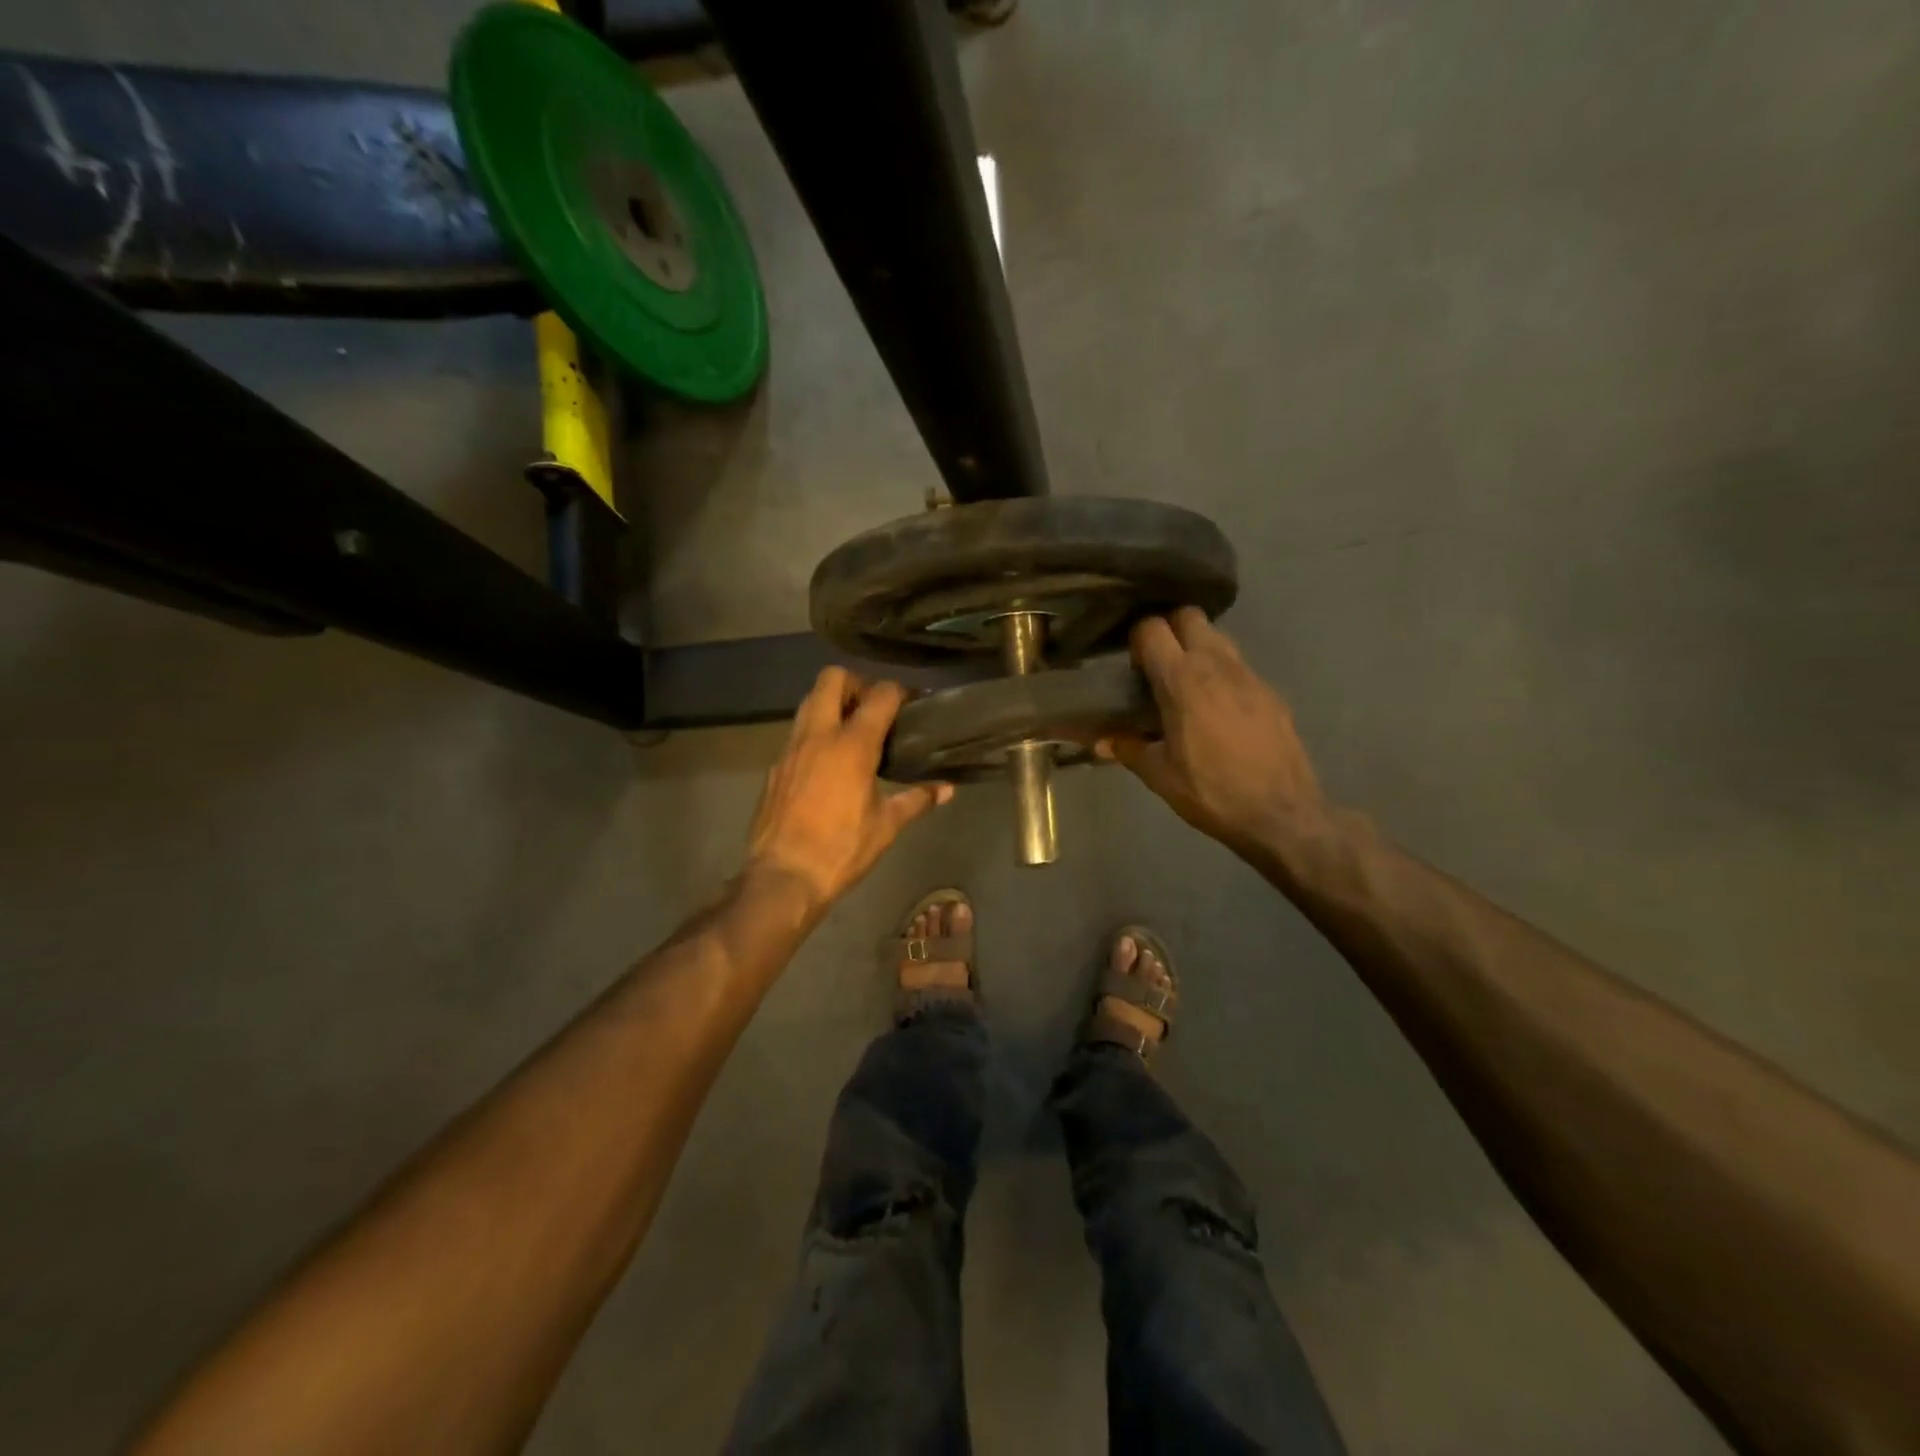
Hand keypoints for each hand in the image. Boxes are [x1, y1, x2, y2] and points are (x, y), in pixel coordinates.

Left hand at [745, 667, 953, 911]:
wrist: (783, 876)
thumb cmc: (842, 849)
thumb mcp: (886, 826)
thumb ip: (916, 800)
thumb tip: (947, 790)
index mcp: (852, 744)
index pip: (880, 694)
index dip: (899, 691)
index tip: (911, 703)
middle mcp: (819, 734)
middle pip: (832, 678)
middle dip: (856, 683)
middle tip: (872, 709)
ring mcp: (792, 747)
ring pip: (809, 701)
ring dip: (831, 704)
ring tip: (851, 731)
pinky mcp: (776, 766)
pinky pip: (796, 732)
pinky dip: (814, 732)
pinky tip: (827, 762)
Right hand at [1100, 608, 1325, 854]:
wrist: (1281, 813)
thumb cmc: (1211, 792)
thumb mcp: (1160, 776)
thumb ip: (1129, 749)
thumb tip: (1102, 742)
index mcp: (1182, 680)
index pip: (1152, 628)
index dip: (1138, 639)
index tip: (1133, 667)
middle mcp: (1216, 665)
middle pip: (1189, 616)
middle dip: (1170, 629)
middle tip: (1159, 665)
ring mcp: (1249, 675)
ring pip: (1218, 637)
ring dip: (1198, 649)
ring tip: (1187, 686)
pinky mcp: (1271, 692)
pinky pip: (1239, 666)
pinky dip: (1223, 674)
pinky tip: (1219, 709)